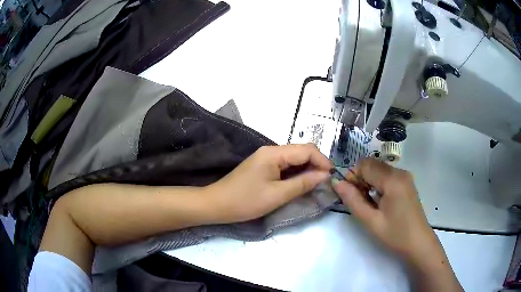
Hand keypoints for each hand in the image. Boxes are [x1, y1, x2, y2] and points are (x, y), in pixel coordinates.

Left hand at [205, 144, 331, 223]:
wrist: (217, 204)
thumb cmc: (245, 201)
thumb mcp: (277, 195)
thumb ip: (303, 183)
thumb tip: (325, 175)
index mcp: (274, 153)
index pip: (307, 150)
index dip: (322, 162)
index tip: (332, 178)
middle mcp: (271, 150)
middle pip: (301, 151)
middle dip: (317, 164)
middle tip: (326, 182)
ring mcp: (266, 157)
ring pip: (294, 158)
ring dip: (307, 169)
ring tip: (317, 184)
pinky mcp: (263, 166)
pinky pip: (285, 165)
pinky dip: (296, 173)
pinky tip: (301, 183)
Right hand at [332, 158, 440, 265]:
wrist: (418, 243)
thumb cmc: (395, 234)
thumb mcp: (371, 221)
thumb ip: (353, 200)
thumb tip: (336, 182)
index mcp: (393, 180)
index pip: (365, 164)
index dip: (352, 176)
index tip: (348, 194)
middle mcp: (400, 172)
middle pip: (372, 165)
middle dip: (360, 179)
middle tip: (358, 201)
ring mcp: (405, 177)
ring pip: (379, 169)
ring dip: (368, 182)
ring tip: (368, 203)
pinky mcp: (406, 183)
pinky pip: (387, 176)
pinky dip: (378, 184)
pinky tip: (378, 202)